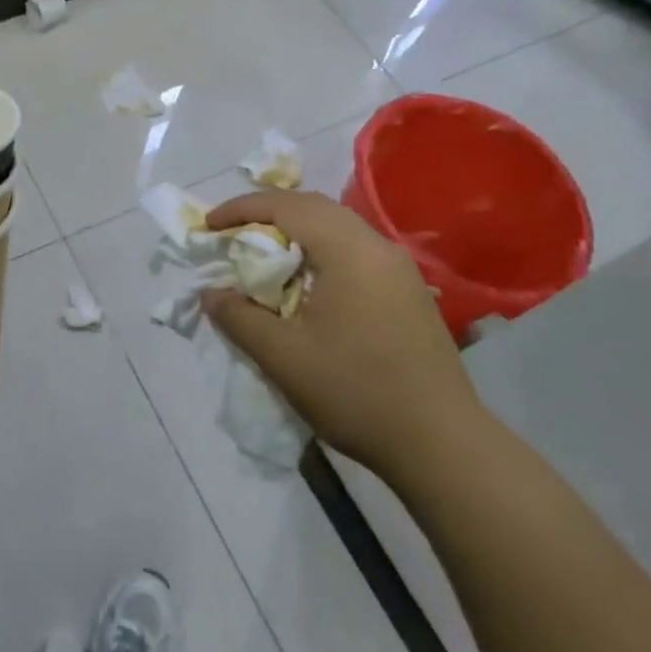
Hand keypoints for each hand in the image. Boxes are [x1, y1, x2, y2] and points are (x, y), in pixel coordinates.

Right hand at [202, 190, 483, 487]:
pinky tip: (307, 282)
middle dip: (268, 212)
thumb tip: (211, 294)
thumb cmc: (356, 393)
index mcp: (349, 251)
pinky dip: (320, 250)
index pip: (287, 206)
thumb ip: (239, 318)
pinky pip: (355, 250)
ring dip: (296, 230)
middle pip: (315, 206)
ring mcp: (399, 269)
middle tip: (233, 233)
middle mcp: (378, 247)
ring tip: (264, 254)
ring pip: (338, 227)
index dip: (242, 208)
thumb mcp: (283, 357)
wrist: (442, 445)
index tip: (209, 226)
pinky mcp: (408, 292)